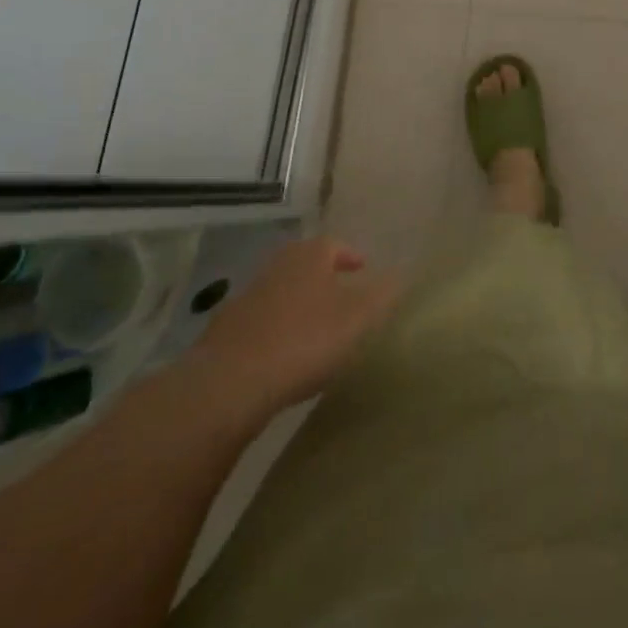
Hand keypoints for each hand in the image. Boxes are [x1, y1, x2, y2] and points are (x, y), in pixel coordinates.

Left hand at [189, 236, 401, 421]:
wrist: (229, 382)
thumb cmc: (304, 340)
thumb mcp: (358, 318)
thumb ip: (383, 295)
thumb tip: (403, 273)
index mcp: (310, 256)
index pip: (335, 245)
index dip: (351, 257)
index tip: (363, 271)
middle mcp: (277, 266)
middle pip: (305, 264)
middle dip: (323, 278)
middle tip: (341, 297)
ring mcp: (246, 297)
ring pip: (281, 292)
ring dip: (298, 305)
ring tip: (314, 329)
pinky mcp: (225, 331)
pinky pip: (260, 323)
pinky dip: (274, 331)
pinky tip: (282, 356)